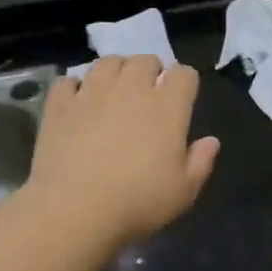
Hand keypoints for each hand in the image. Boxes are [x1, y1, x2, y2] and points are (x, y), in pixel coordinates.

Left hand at [25, 56, 220, 246]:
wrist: (74, 210)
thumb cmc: (138, 202)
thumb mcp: (183, 191)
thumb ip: (200, 162)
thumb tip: (211, 141)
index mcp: (167, 107)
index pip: (184, 74)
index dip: (185, 81)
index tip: (182, 97)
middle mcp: (131, 89)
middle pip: (145, 60)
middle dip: (151, 70)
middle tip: (148, 93)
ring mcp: (92, 93)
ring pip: (107, 62)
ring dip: (115, 71)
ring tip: (114, 91)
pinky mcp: (60, 105)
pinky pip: (68, 81)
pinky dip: (75, 87)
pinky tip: (78, 102)